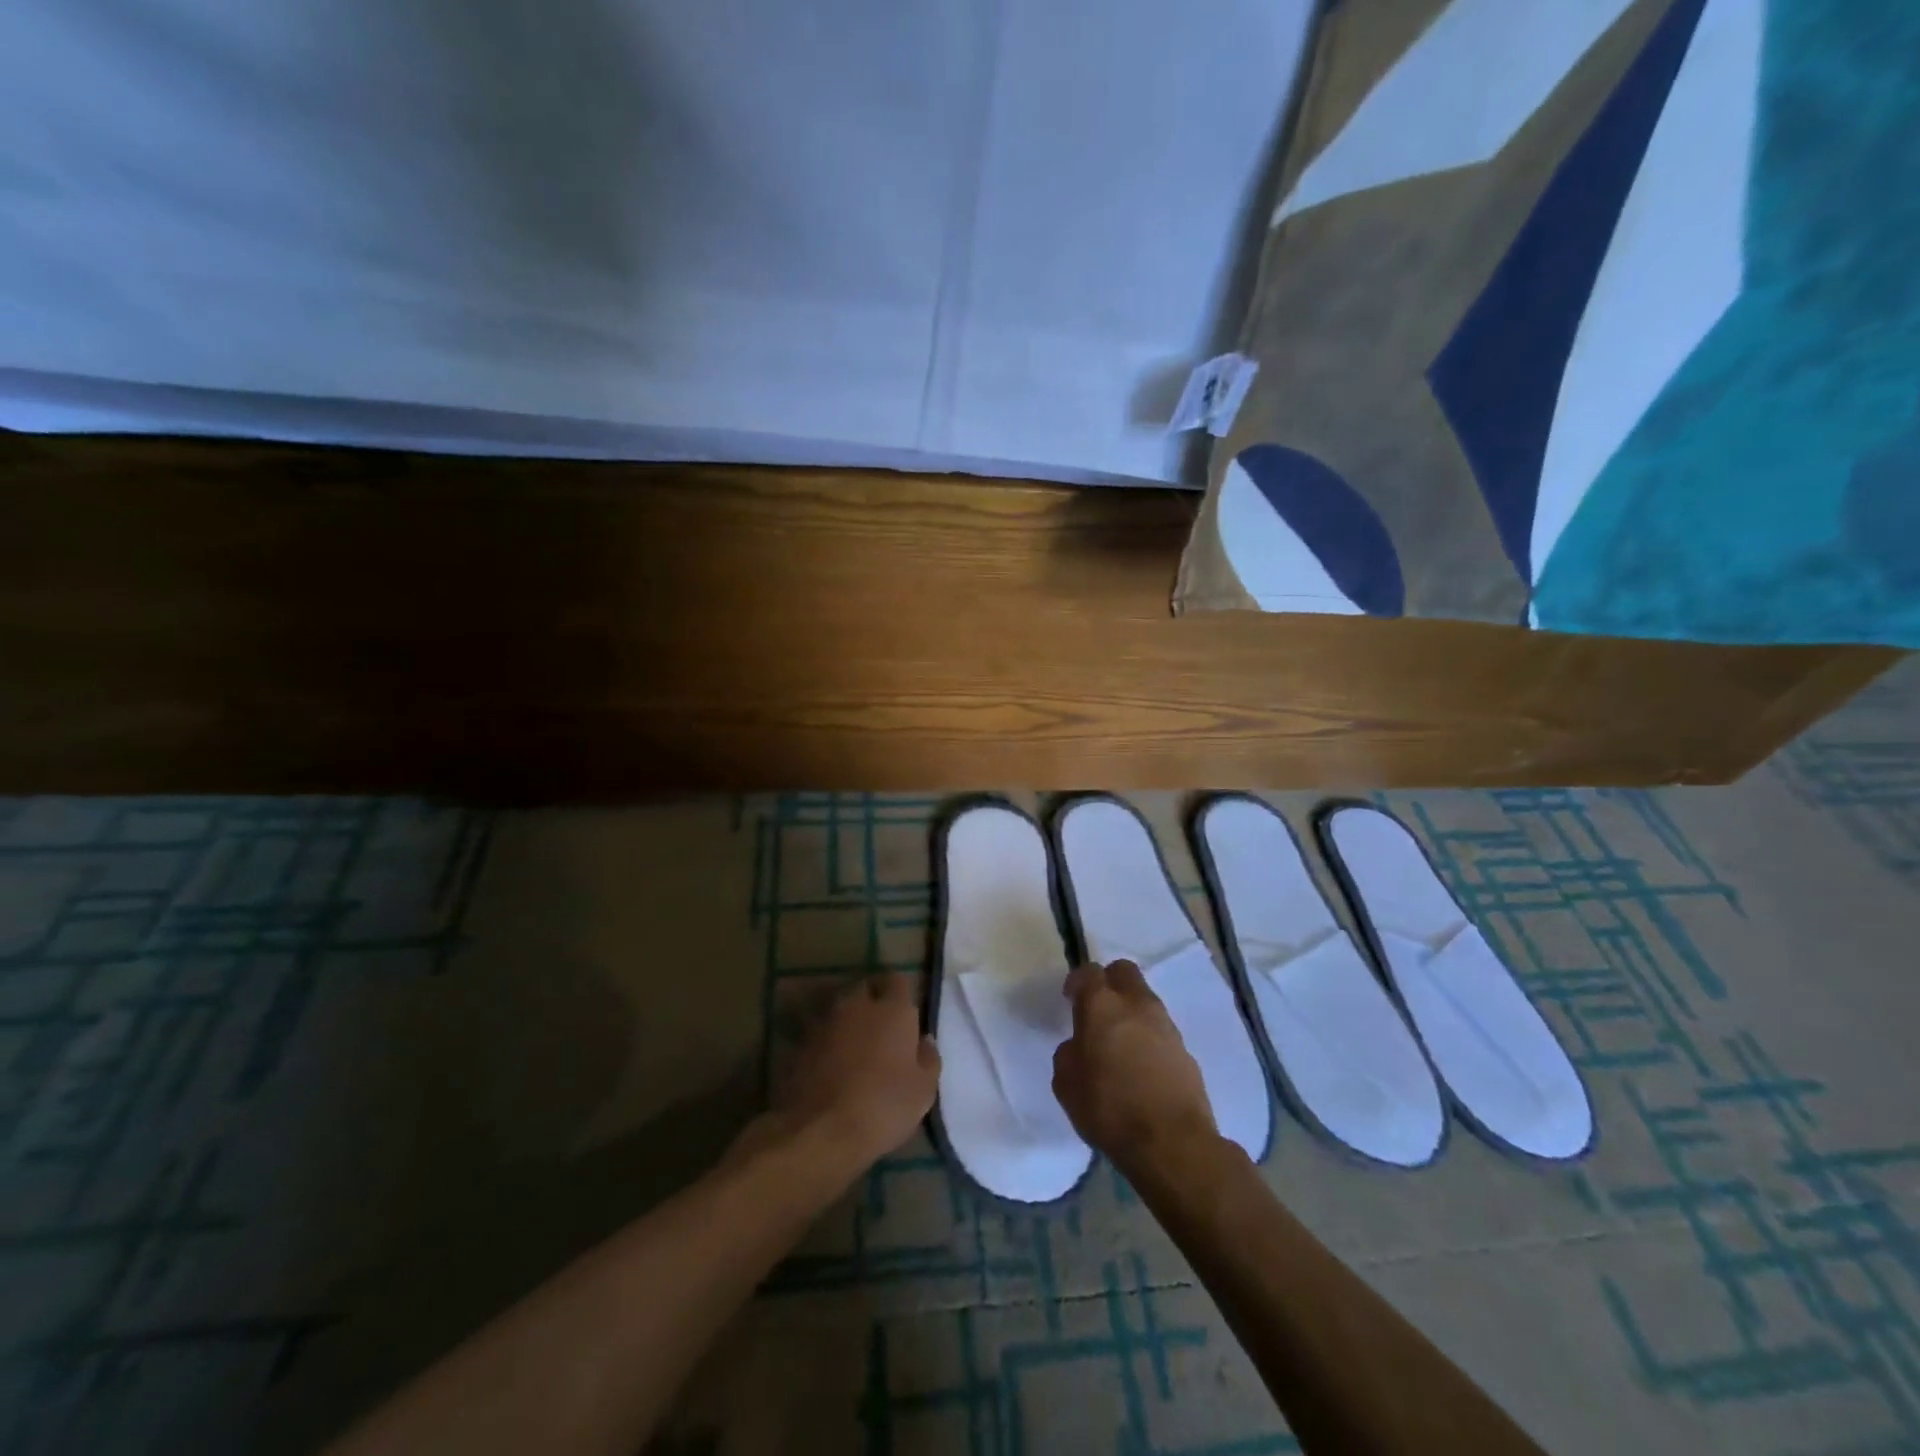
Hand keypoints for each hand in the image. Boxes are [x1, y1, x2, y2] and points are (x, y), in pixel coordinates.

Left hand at [771, 974, 940, 1170]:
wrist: (822, 1130)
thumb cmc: (884, 1106)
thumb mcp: (923, 1090)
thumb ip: (928, 1058)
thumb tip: (924, 1040)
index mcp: (892, 1009)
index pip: (897, 980)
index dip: (901, 993)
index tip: (905, 1011)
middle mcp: (857, 1006)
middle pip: (865, 990)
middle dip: (873, 1002)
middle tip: (882, 1029)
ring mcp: (825, 1023)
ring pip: (840, 1010)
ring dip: (849, 1022)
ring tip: (857, 1048)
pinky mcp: (801, 1045)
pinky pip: (821, 1034)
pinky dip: (828, 1043)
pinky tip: (833, 1066)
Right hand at [1052, 960, 1215, 1171]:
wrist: (1171, 1142)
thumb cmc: (1109, 1109)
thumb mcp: (1066, 1084)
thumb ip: (1069, 1054)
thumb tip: (1080, 1046)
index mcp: (1102, 1005)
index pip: (1089, 972)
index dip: (1078, 982)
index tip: (1070, 999)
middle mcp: (1136, 1004)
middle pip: (1124, 971)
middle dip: (1109, 982)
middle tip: (1097, 1009)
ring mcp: (1165, 1025)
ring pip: (1145, 999)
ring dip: (1131, 1010)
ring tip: (1120, 1042)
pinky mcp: (1185, 1049)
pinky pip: (1160, 1029)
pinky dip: (1148, 1036)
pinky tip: (1141, 1065)